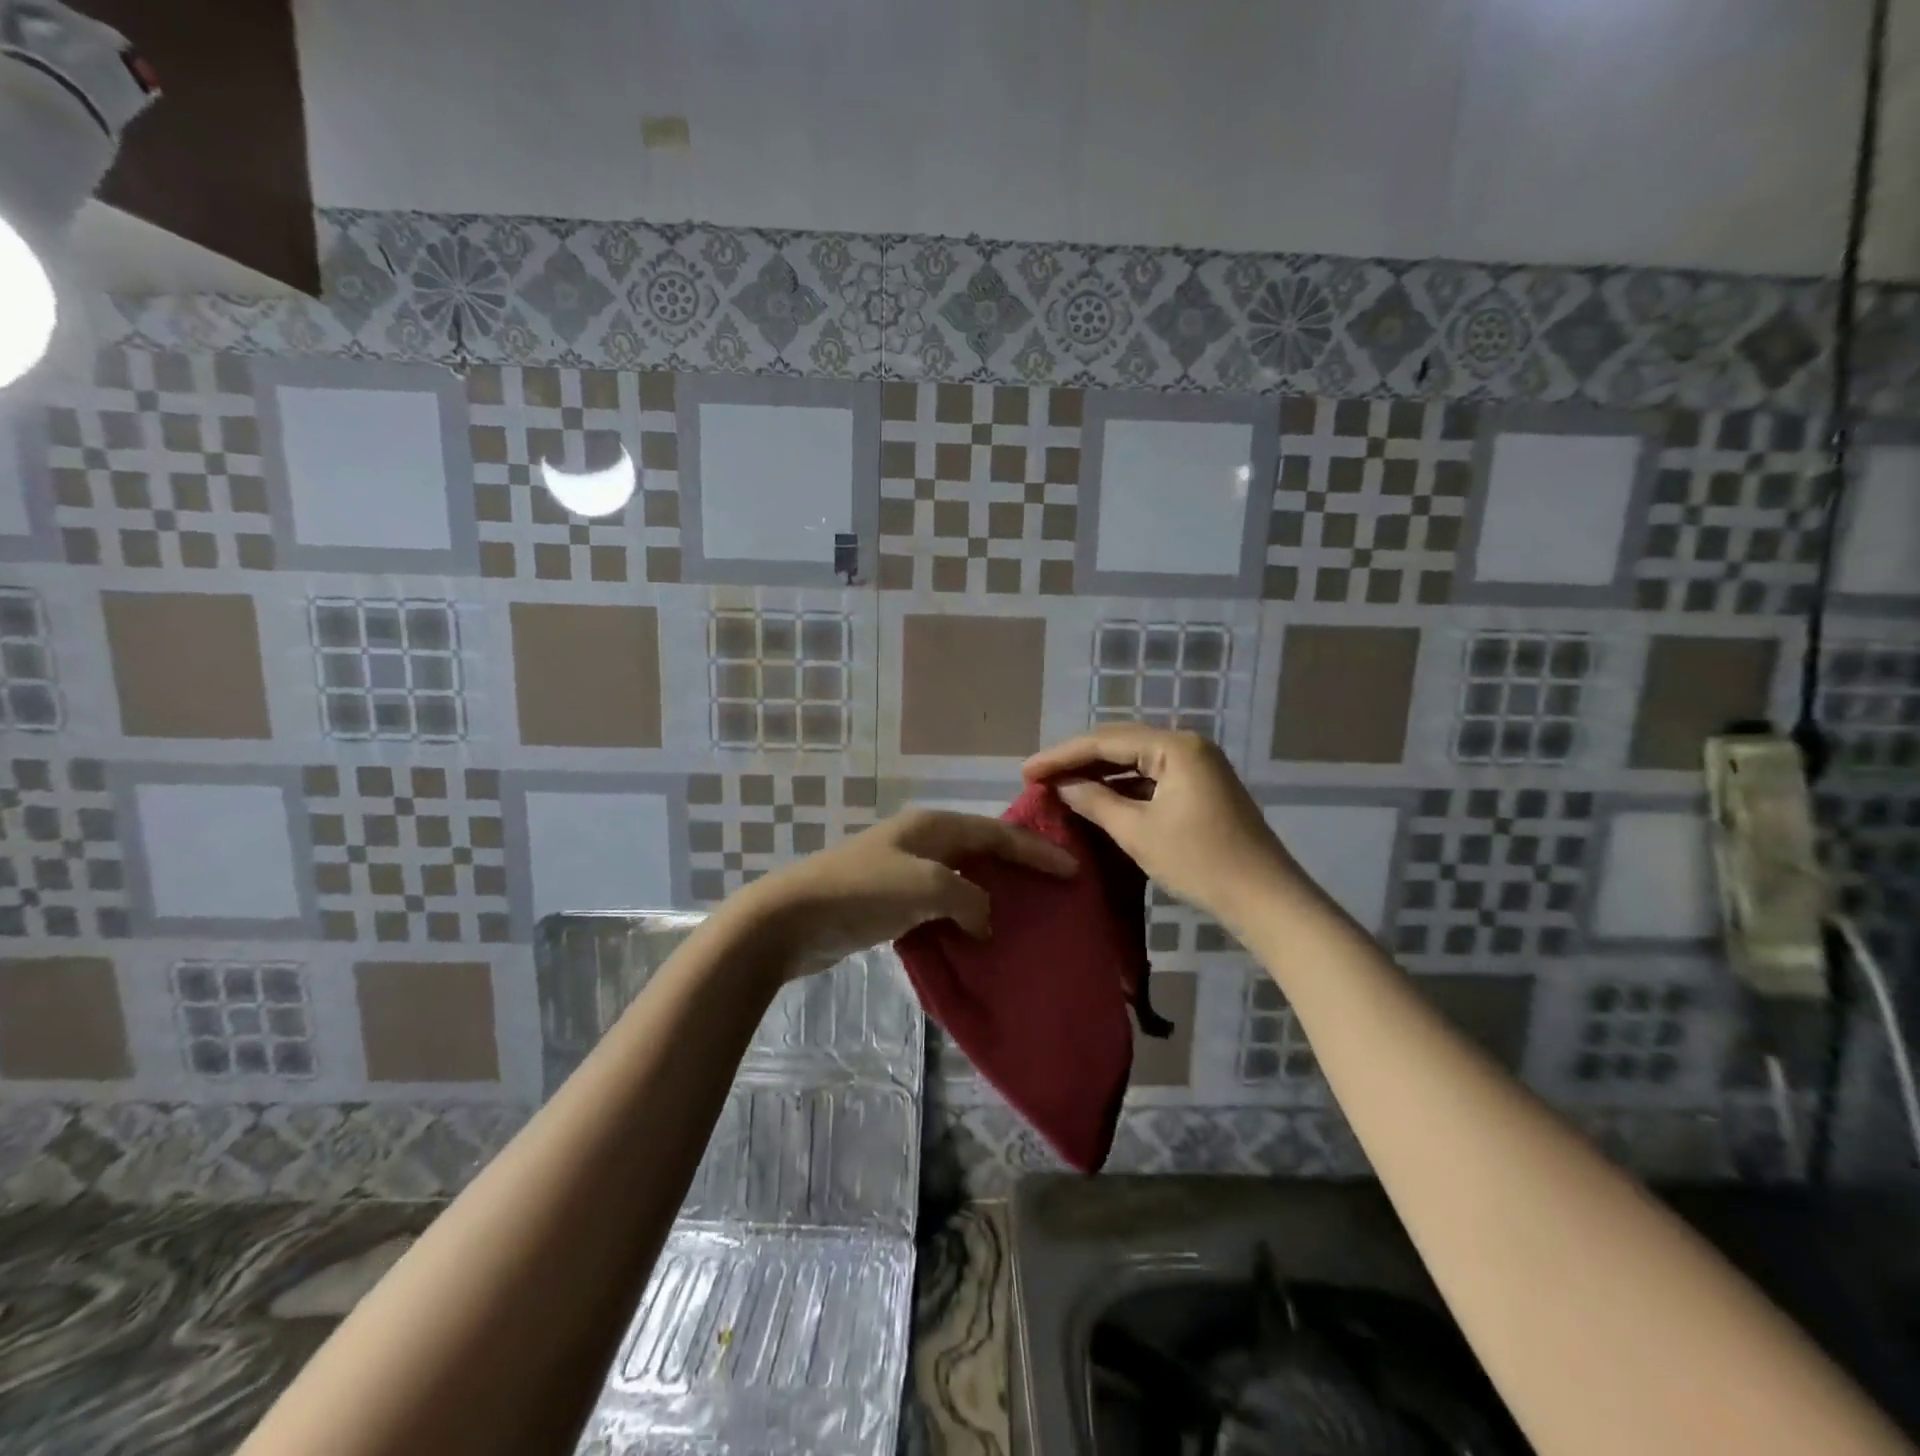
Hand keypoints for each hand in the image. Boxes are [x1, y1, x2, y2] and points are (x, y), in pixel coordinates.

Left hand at [729, 808, 1076, 977]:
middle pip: (981, 850)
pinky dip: (962, 917)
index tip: (1072, 869)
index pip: (997, 833)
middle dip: (1016, 868)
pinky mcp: (890, 901)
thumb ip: (969, 899)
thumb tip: (984, 919)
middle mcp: (922, 841)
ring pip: (961, 879)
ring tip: (1024, 916)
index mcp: (933, 826)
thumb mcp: (927, 888)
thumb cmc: (864, 891)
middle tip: (1053, 889)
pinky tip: (978, 938)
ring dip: (989, 896)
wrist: (793, 917)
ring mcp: (904, 870)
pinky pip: (940, 905)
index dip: (1035, 850)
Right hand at [1023, 724, 1300, 931]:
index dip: (1062, 755)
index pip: (1105, 742)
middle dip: (1078, 761)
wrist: (1265, 899)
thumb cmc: (1199, 862)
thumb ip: (1095, 802)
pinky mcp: (1201, 788)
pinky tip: (1097, 799)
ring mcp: (1197, 767)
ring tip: (1060, 786)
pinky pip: (1151, 778)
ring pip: (1135, 762)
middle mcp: (1187, 746)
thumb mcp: (1138, 832)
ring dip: (1098, 774)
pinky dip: (1122, 788)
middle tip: (1038, 776)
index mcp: (1175, 747)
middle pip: (1120, 745)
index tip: (1026, 771)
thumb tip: (1063, 785)